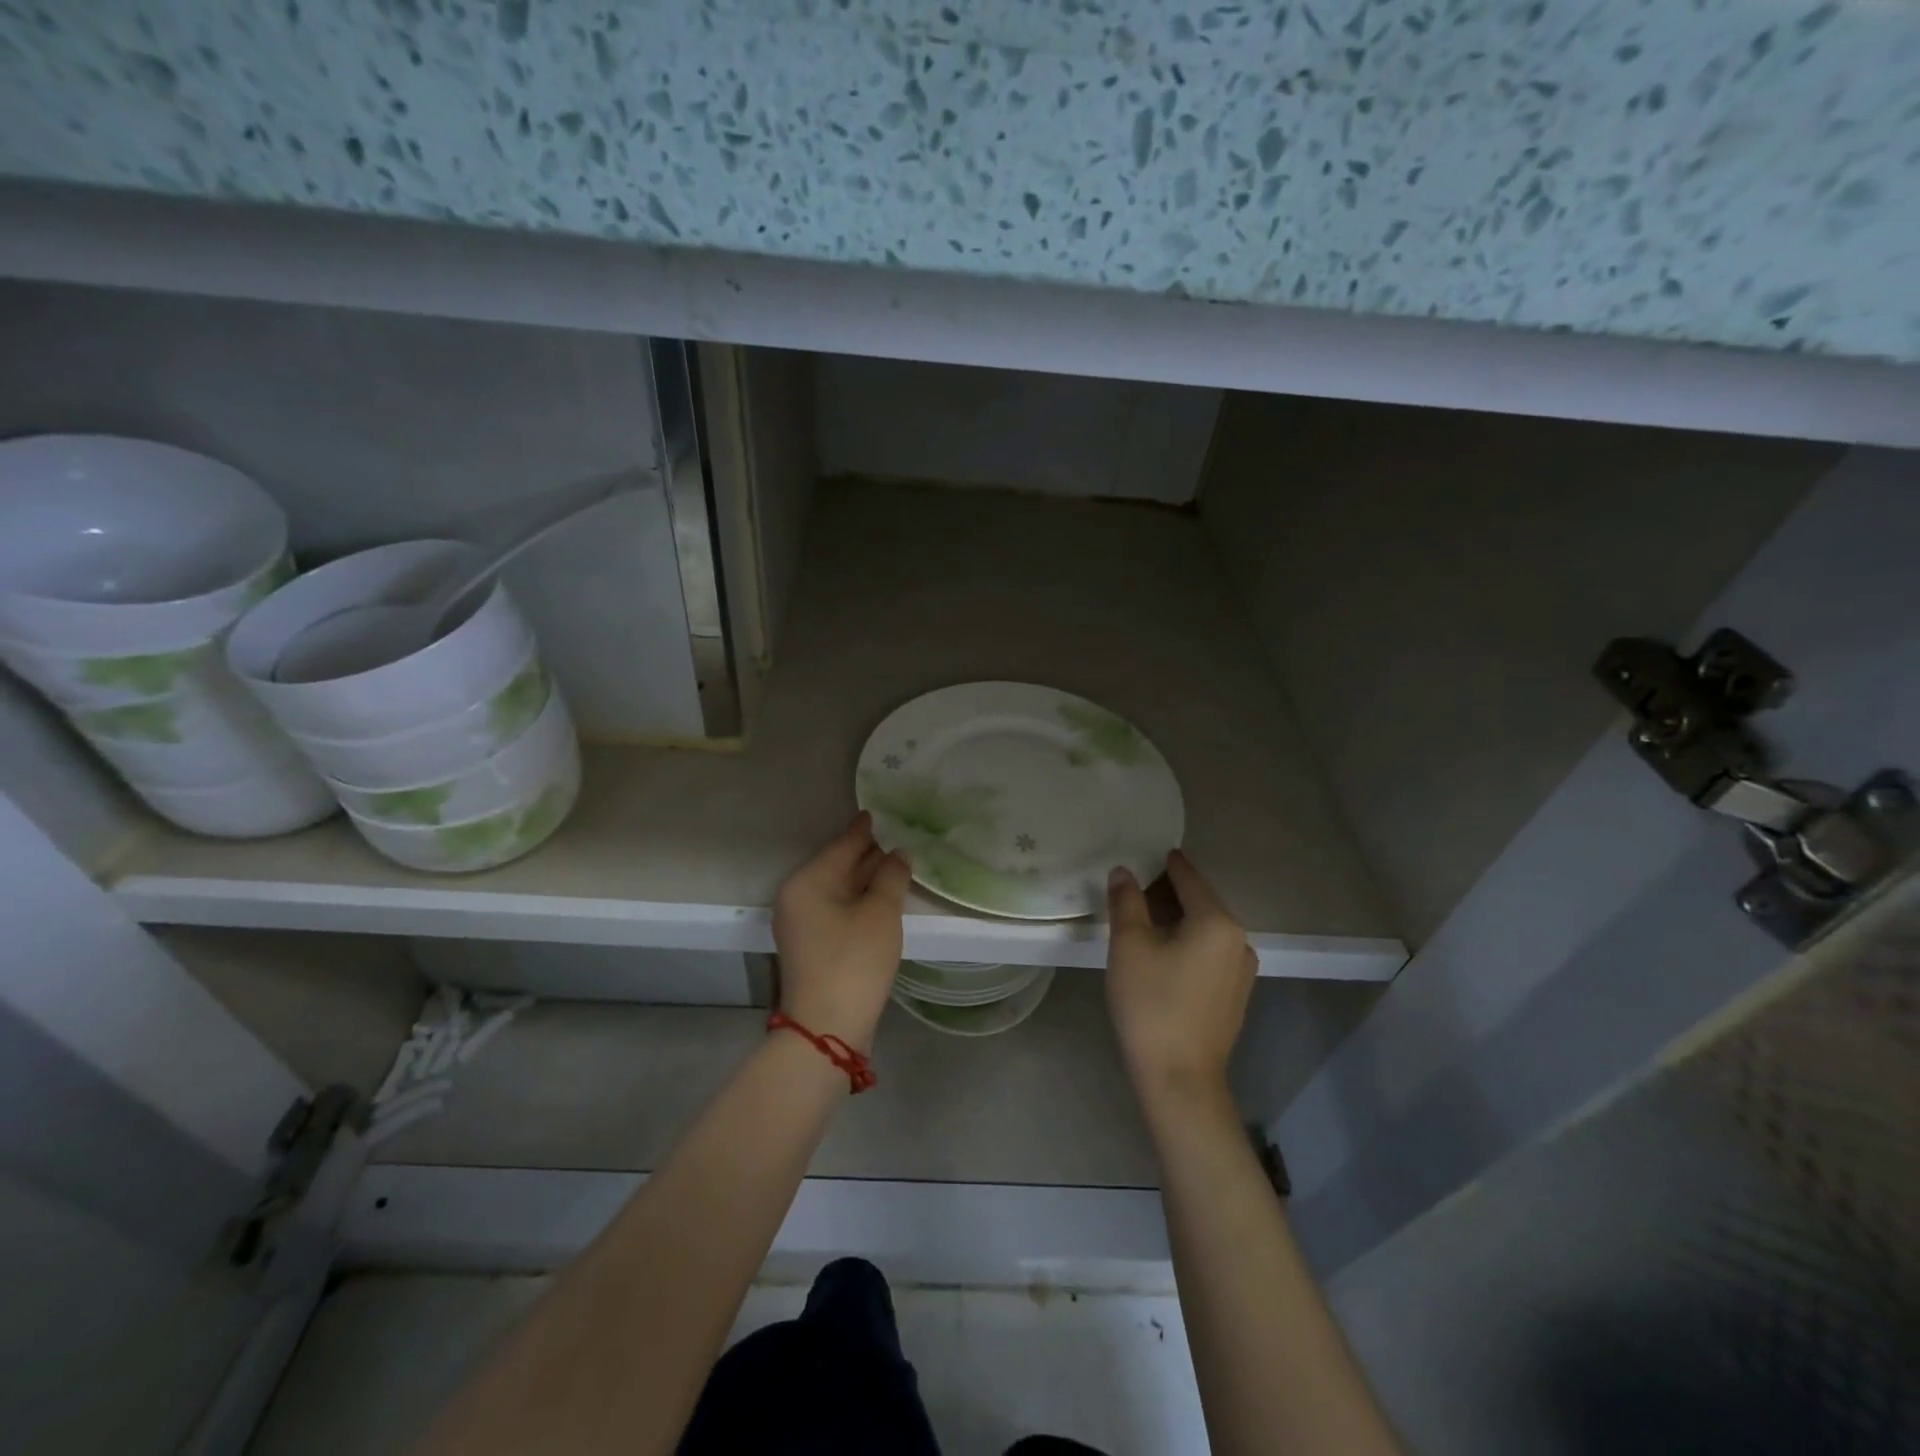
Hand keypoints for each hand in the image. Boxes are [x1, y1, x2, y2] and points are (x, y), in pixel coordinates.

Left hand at [772, 812, 911, 1052]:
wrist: (827, 1028)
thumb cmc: (854, 961)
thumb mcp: (880, 913)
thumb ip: (891, 876)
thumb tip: (899, 853)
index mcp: (808, 881)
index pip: (842, 845)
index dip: (864, 830)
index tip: (878, 812)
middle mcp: (797, 897)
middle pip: (837, 865)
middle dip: (867, 854)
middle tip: (898, 838)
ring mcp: (801, 923)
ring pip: (838, 889)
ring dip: (865, 879)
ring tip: (896, 865)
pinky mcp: (811, 945)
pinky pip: (837, 909)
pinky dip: (858, 900)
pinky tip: (881, 898)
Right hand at [1105, 849, 1255, 1103]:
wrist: (1179, 1079)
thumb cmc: (1151, 1004)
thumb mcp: (1129, 946)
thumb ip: (1126, 902)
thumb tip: (1124, 871)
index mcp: (1217, 922)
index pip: (1188, 878)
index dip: (1165, 863)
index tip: (1146, 850)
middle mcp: (1239, 940)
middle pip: (1200, 902)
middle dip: (1167, 892)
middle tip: (1133, 885)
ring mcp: (1242, 970)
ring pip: (1205, 929)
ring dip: (1177, 919)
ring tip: (1142, 918)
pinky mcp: (1235, 994)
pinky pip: (1210, 953)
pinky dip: (1187, 943)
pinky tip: (1162, 953)